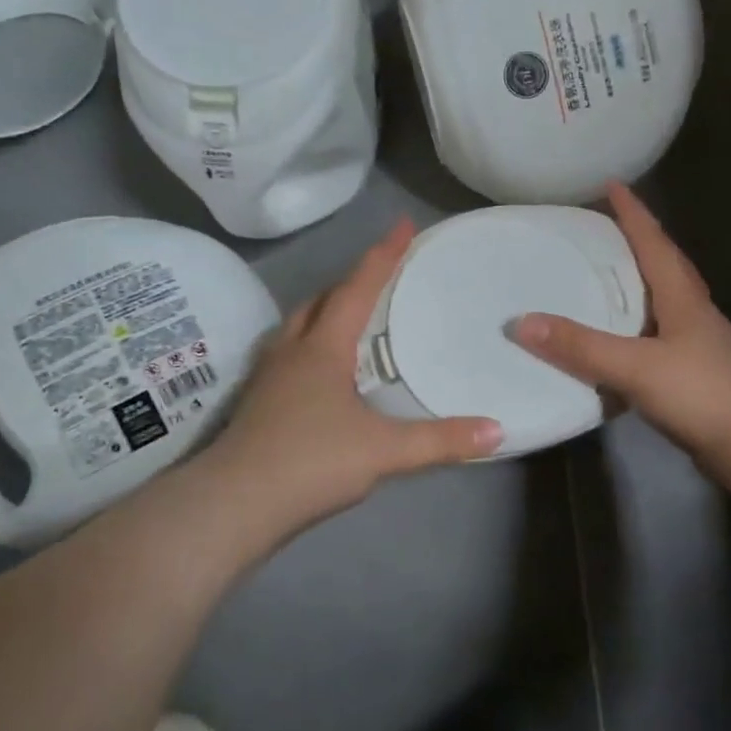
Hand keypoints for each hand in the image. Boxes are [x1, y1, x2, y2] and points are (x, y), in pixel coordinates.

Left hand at [200, 220, 502, 540]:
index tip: (403, 225)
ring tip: (352, 317)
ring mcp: (269, 376)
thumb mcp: (384, 451)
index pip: (357, 289)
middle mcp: (292, 351)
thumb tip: (497, 430)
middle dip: (352, 281)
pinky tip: (323, 371)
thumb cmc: (310, 462)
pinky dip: (312, 344)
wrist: (233, 505)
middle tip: (381, 277)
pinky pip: (289, 353)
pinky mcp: (258, 403)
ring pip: (299, 325)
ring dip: (326, 311)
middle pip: (321, 300)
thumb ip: (441, 441)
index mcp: (322, 348)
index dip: (383, 256)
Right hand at [514, 183, 730, 479]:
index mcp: (683, 297)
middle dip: (638, 241)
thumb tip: (520, 322)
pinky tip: (621, 339)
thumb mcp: (635, 366)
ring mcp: (698, 344)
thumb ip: (580, 346)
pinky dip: (637, 325)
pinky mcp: (695, 373)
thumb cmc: (701, 393)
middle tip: (605, 227)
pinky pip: (659, 334)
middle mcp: (693, 312)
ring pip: (664, 300)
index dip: (633, 213)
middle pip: (665, 265)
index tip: (613, 184)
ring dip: (639, 282)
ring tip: (608, 276)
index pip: (654, 242)